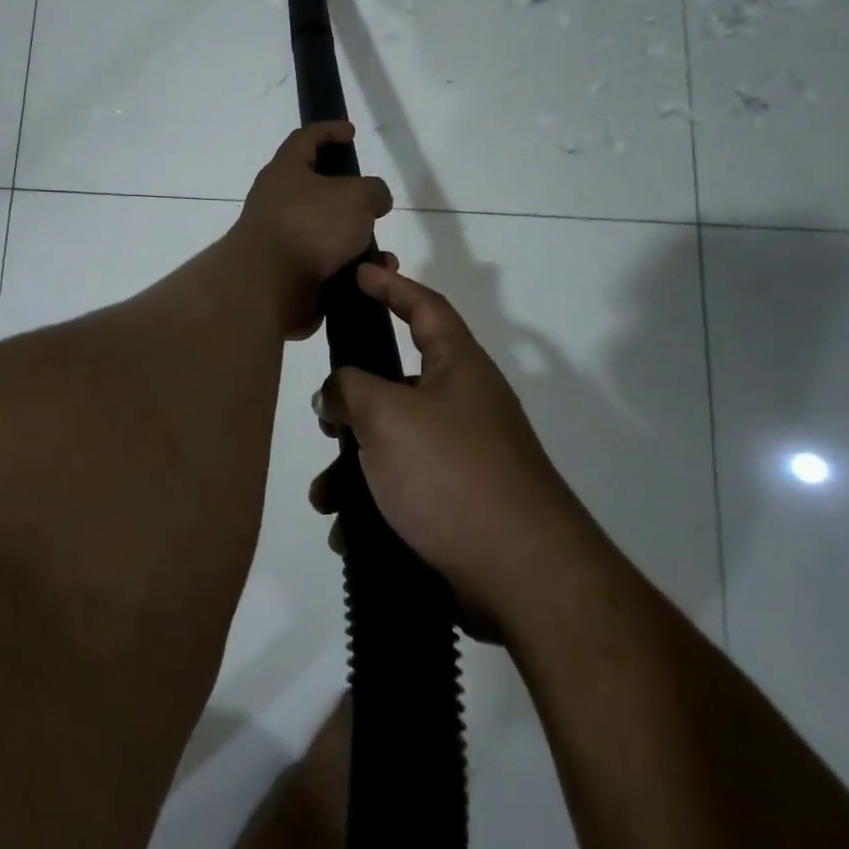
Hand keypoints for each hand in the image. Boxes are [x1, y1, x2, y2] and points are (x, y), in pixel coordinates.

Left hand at [232, 123, 393, 338]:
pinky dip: (348, 271)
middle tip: (373, 205)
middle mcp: (277, 201)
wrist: (269, 286)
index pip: (305, 138)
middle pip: (317, 190)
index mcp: (285, 171)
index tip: (350, 132)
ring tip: (382, 255)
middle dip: (349, 198)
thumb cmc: (310, 226)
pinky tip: (368, 278)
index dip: (329, 130)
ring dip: (355, 242)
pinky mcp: (286, 273)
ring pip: (326, 234)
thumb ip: (373, 190)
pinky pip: (325, 266)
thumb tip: (374, 200)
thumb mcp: (356, 196)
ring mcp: (280, 239)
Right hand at [311, 262, 583, 637]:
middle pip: (399, 386)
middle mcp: (465, 406)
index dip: (391, 285)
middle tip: (325, 421)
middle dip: (354, 406)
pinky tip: (349, 534)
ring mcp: (465, 459)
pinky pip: (404, 492)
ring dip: (354, 470)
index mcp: (459, 369)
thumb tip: (335, 393)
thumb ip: (349, 389)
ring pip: (393, 447)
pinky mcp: (460, 506)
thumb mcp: (388, 417)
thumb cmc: (452, 474)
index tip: (360, 272)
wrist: (522, 575)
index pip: (424, 307)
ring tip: (327, 499)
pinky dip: (373, 507)